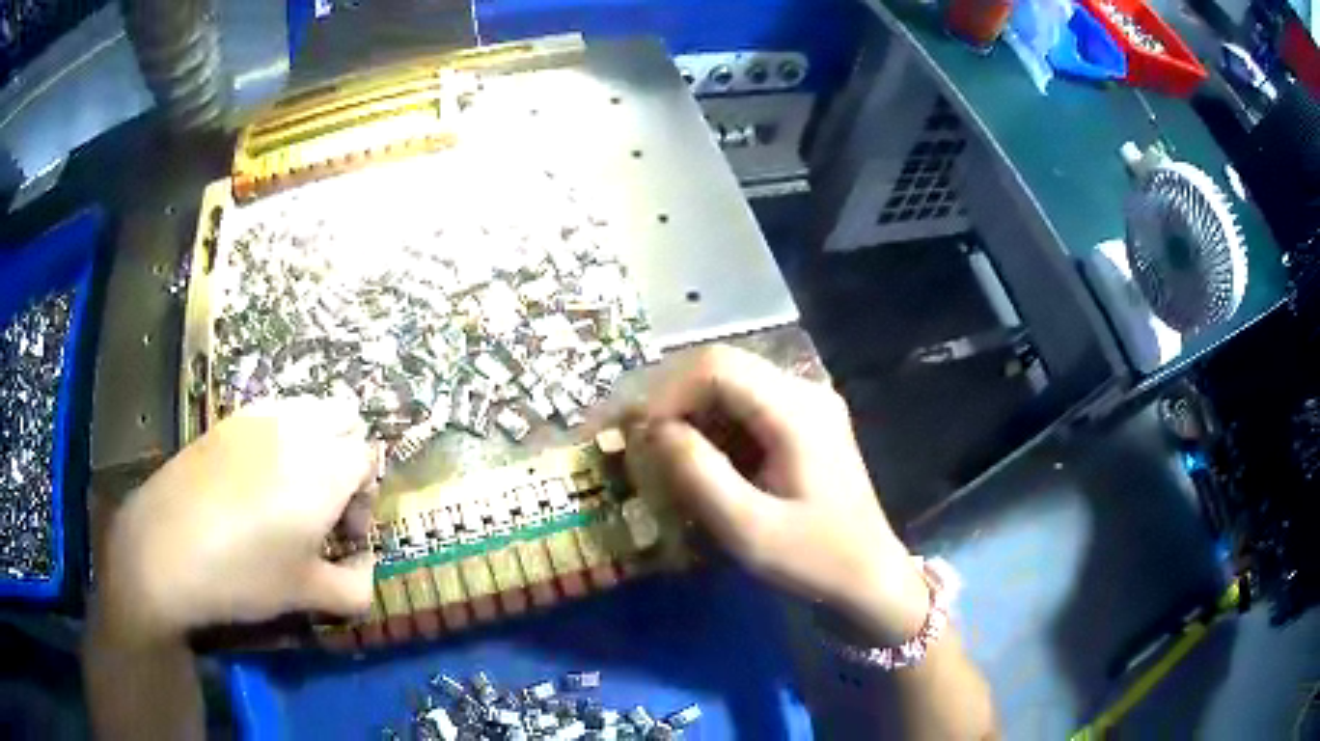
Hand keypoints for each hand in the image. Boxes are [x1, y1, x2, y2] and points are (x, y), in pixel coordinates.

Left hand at [97, 398, 380, 643]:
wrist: (164, 548)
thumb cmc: (243, 574)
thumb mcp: (307, 594)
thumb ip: (355, 587)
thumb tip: (364, 570)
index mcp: (326, 467)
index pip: (369, 458)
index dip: (364, 499)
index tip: (342, 537)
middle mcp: (298, 427)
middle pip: (345, 417)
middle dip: (346, 455)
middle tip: (323, 505)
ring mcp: (257, 417)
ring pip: (307, 408)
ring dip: (314, 441)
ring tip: (289, 491)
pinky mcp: (226, 421)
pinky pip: (270, 414)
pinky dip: (279, 438)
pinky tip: (253, 483)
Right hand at [622, 346, 929, 643]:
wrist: (869, 576)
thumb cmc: (814, 558)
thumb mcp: (749, 529)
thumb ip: (699, 474)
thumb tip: (656, 430)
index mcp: (797, 410)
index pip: (718, 366)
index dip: (669, 392)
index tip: (643, 437)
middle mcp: (805, 391)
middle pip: (723, 367)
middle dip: (676, 401)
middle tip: (646, 445)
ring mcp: (809, 404)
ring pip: (732, 384)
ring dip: (694, 414)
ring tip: (670, 458)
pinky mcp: (806, 422)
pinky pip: (748, 406)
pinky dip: (715, 426)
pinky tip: (706, 462)